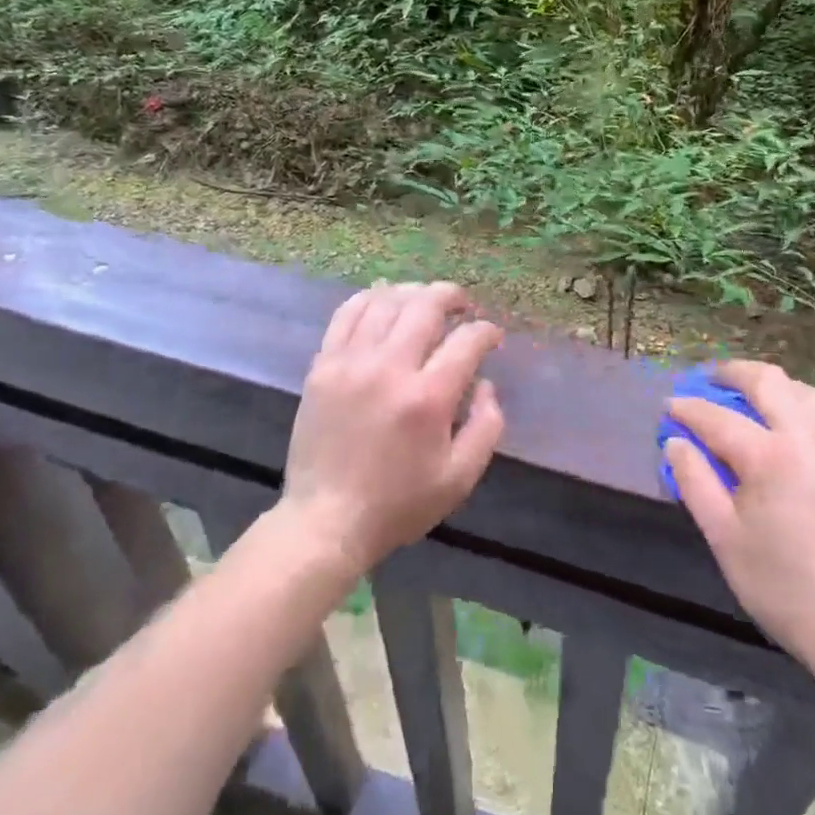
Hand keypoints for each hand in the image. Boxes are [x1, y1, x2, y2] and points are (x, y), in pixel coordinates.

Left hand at [282, 281, 505, 574]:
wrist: (325, 521)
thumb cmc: (398, 504)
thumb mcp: (460, 478)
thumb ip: (486, 426)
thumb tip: (485, 383)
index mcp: (427, 398)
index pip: (466, 341)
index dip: (486, 332)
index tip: (491, 336)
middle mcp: (389, 368)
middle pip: (425, 306)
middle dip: (452, 296)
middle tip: (463, 305)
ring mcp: (351, 362)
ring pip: (386, 302)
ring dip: (413, 293)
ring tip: (426, 300)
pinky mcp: (323, 366)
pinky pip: (347, 314)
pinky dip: (370, 298)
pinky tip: (383, 300)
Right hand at [665, 362, 814, 690]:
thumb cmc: (785, 589)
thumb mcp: (724, 539)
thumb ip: (695, 483)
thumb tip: (675, 442)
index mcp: (771, 456)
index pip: (718, 418)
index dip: (687, 409)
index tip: (668, 407)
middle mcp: (810, 438)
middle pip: (769, 382)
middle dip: (732, 373)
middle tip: (708, 379)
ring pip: (806, 392)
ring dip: (773, 385)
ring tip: (749, 395)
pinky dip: (801, 408)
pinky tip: (790, 429)